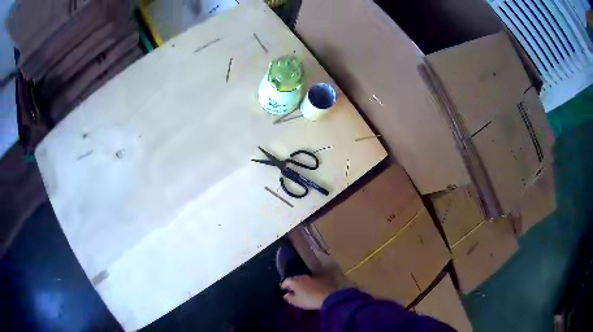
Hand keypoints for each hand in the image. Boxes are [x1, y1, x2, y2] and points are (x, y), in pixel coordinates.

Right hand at [280, 275, 335, 309]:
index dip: (284, 285)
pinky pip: (312, 280)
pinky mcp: (321, 279)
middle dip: (293, 283)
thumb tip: (285, 295)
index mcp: (295, 282)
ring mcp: (313, 277)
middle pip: (295, 278)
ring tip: (302, 289)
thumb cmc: (309, 300)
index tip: (283, 288)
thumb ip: (289, 298)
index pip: (286, 281)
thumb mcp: (297, 302)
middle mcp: (303, 277)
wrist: (329, 296)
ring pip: (304, 279)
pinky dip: (310, 283)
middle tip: (292, 289)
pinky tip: (312, 288)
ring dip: (302, 283)